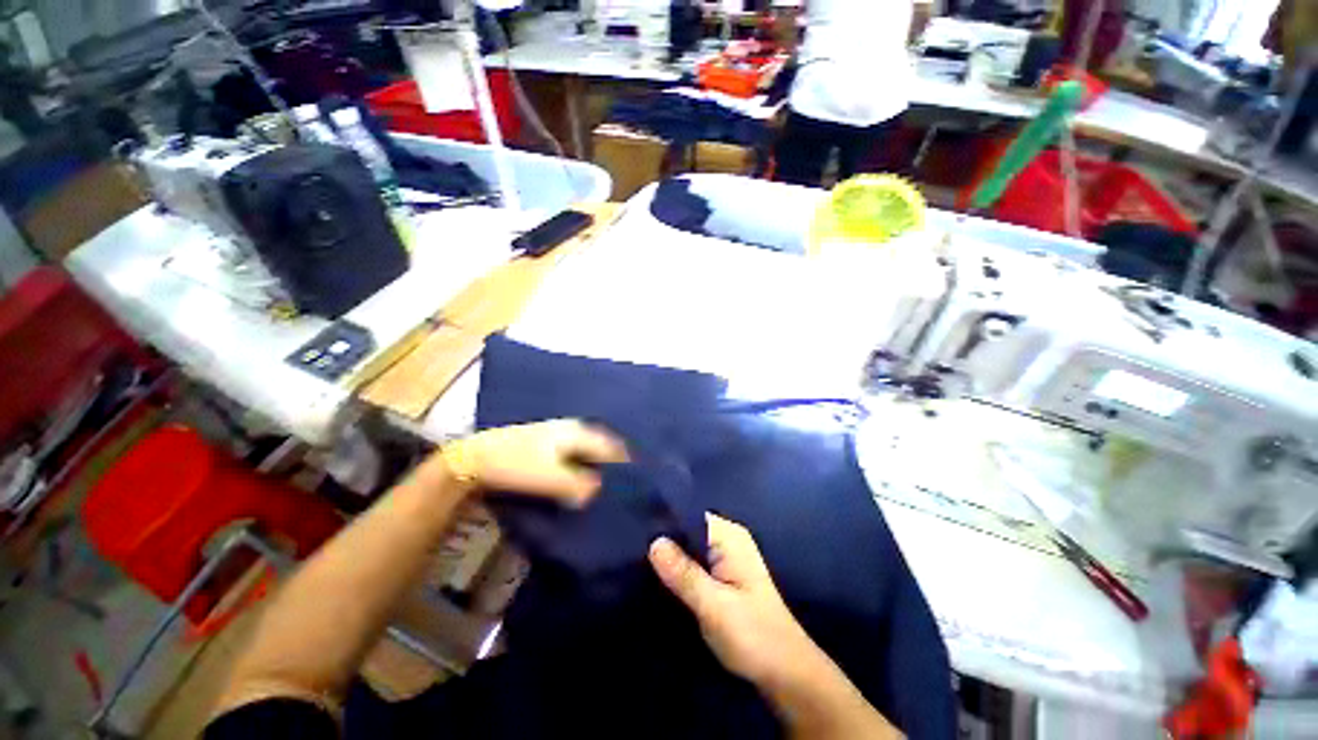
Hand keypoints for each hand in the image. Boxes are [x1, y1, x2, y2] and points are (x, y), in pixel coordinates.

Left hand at [445, 419, 627, 506]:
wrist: (475, 457)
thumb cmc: (516, 464)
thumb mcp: (549, 477)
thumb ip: (578, 485)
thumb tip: (600, 492)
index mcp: (577, 432)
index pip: (610, 446)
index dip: (624, 462)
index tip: (636, 480)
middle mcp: (572, 429)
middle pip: (601, 445)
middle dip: (613, 462)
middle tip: (624, 484)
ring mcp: (559, 434)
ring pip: (588, 449)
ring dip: (598, 464)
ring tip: (608, 483)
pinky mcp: (547, 444)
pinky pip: (575, 454)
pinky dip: (584, 465)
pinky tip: (584, 477)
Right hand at [648, 513, 824, 690]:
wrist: (786, 675)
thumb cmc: (754, 636)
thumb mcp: (715, 606)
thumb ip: (684, 574)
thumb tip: (653, 542)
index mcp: (730, 536)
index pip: (690, 514)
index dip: (663, 518)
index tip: (634, 526)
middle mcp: (727, 540)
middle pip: (687, 530)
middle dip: (662, 539)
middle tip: (629, 546)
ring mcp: (724, 559)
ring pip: (688, 548)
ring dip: (668, 556)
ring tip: (634, 558)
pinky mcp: (720, 578)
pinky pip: (692, 564)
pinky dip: (677, 570)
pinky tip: (654, 575)